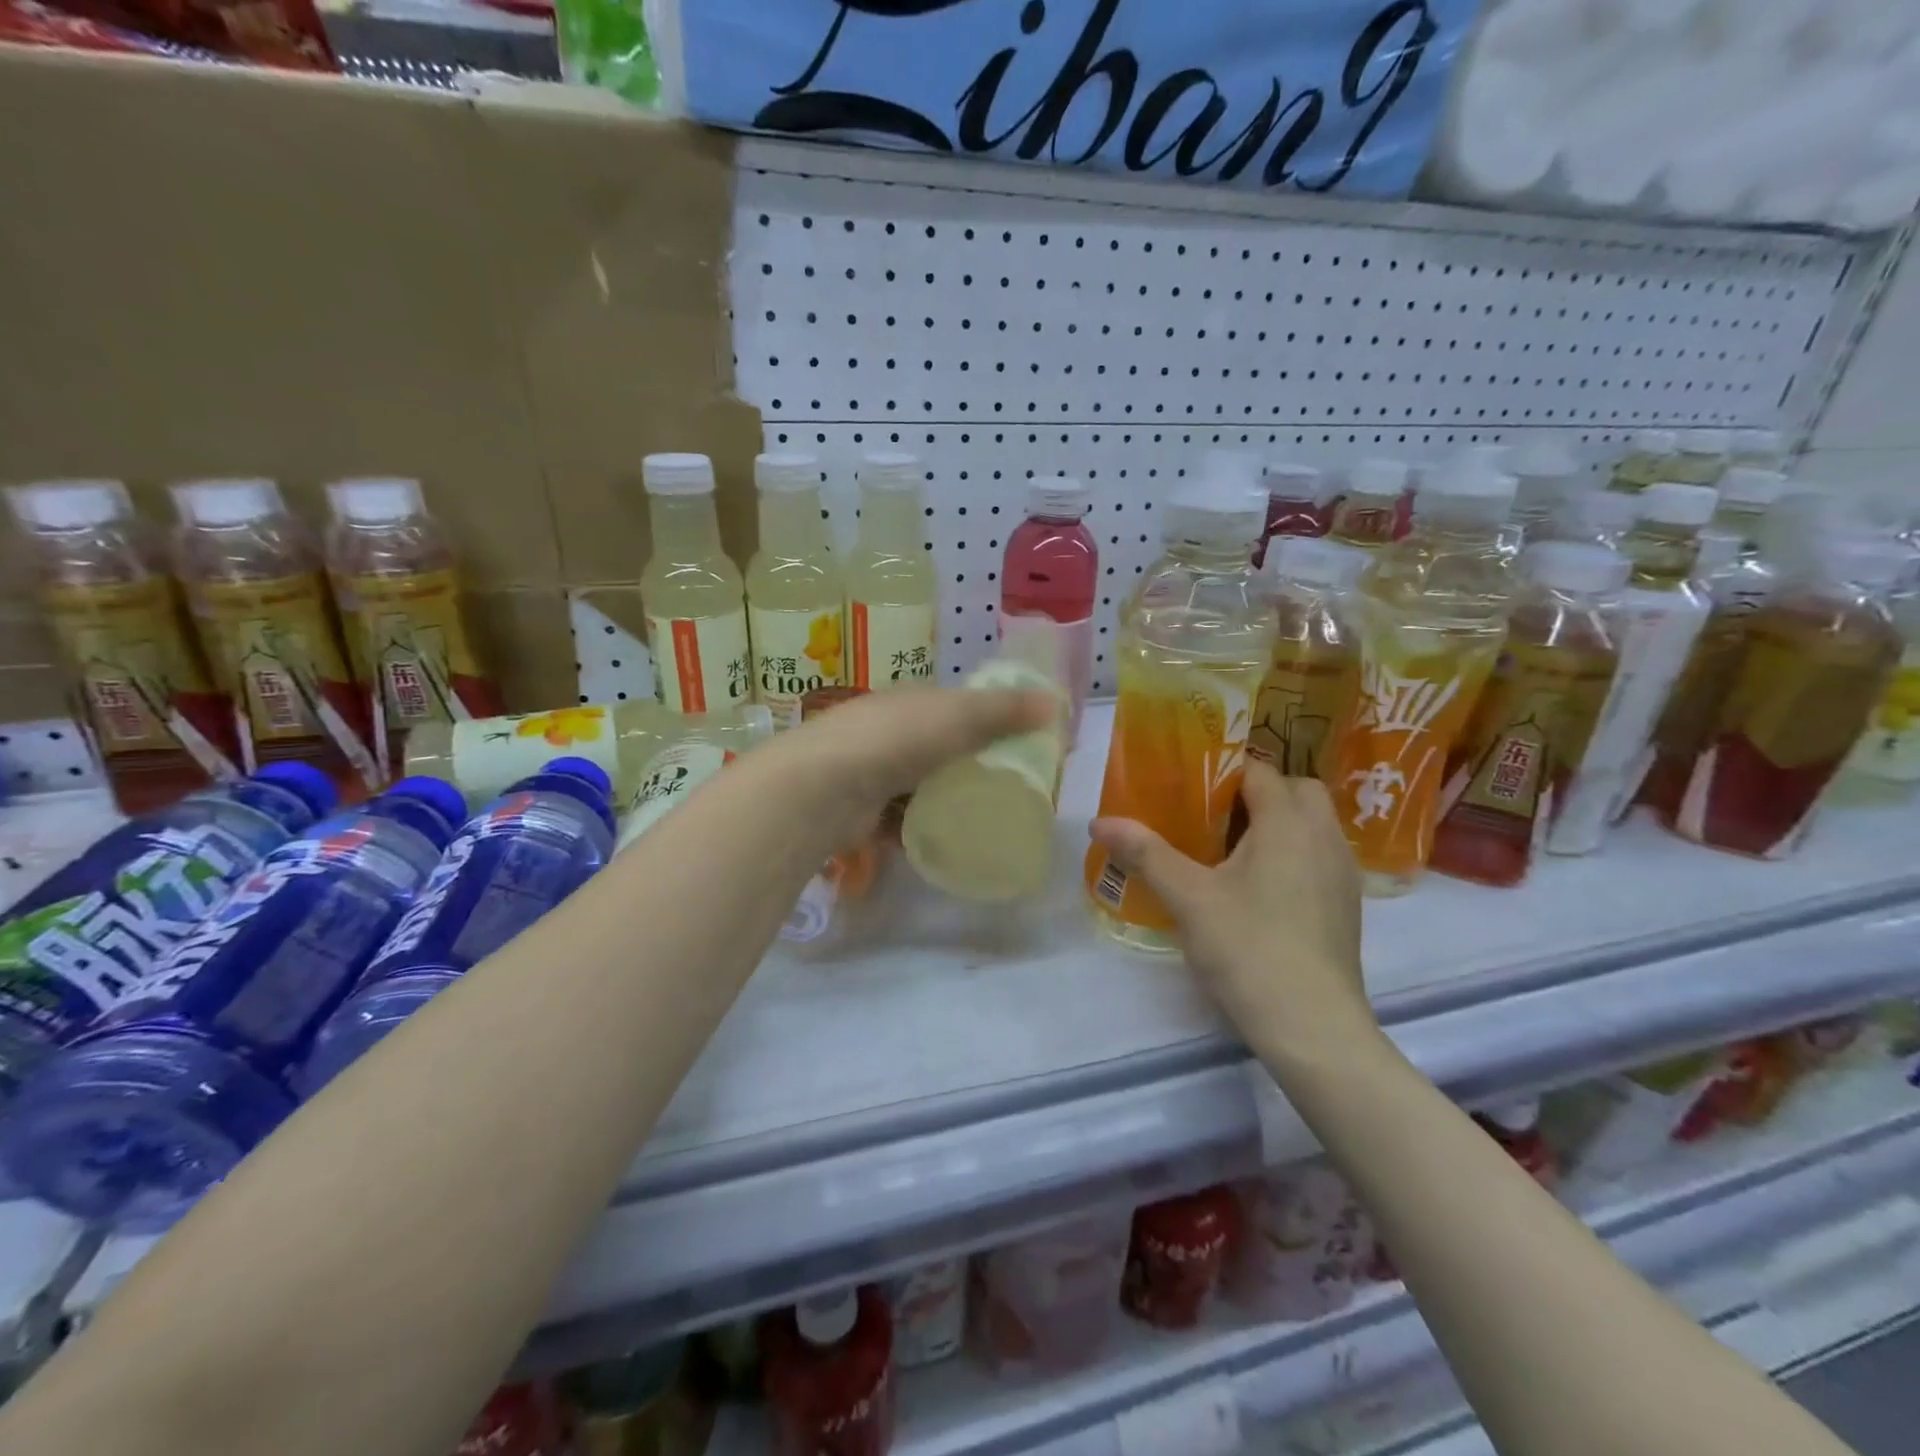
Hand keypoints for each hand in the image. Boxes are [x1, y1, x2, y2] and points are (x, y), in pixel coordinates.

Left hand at [770, 685, 1056, 847]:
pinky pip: (899, 822)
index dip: (991, 720)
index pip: (957, 706)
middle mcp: (887, 732)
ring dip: (944, 801)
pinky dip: (917, 830)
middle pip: (939, 748)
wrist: (823, 789)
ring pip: (919, 787)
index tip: (1022, 745)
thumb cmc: (896, 741)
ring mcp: (870, 772)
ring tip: (981, 821)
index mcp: (910, 701)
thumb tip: (1056, 706)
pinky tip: (941, 844)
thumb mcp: (958, 716)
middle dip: (969, 766)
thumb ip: (1005, 710)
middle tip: (1008, 790)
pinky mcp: (861, 812)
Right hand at [1088, 762, 1380, 1067]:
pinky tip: (1259, 888)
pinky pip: (1319, 855)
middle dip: (1258, 792)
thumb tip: (1099, 822)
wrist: (1313, 1027)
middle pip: (1296, 790)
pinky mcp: (1347, 905)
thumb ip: (1145, 853)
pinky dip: (1293, 852)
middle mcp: (1325, 837)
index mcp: (1288, 823)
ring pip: (1313, 823)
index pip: (1259, 770)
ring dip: (1278, 822)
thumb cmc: (1248, 948)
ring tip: (1231, 849)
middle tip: (1212, 816)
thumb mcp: (1188, 897)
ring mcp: (1342, 873)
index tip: (1186, 785)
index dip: (1222, 769)